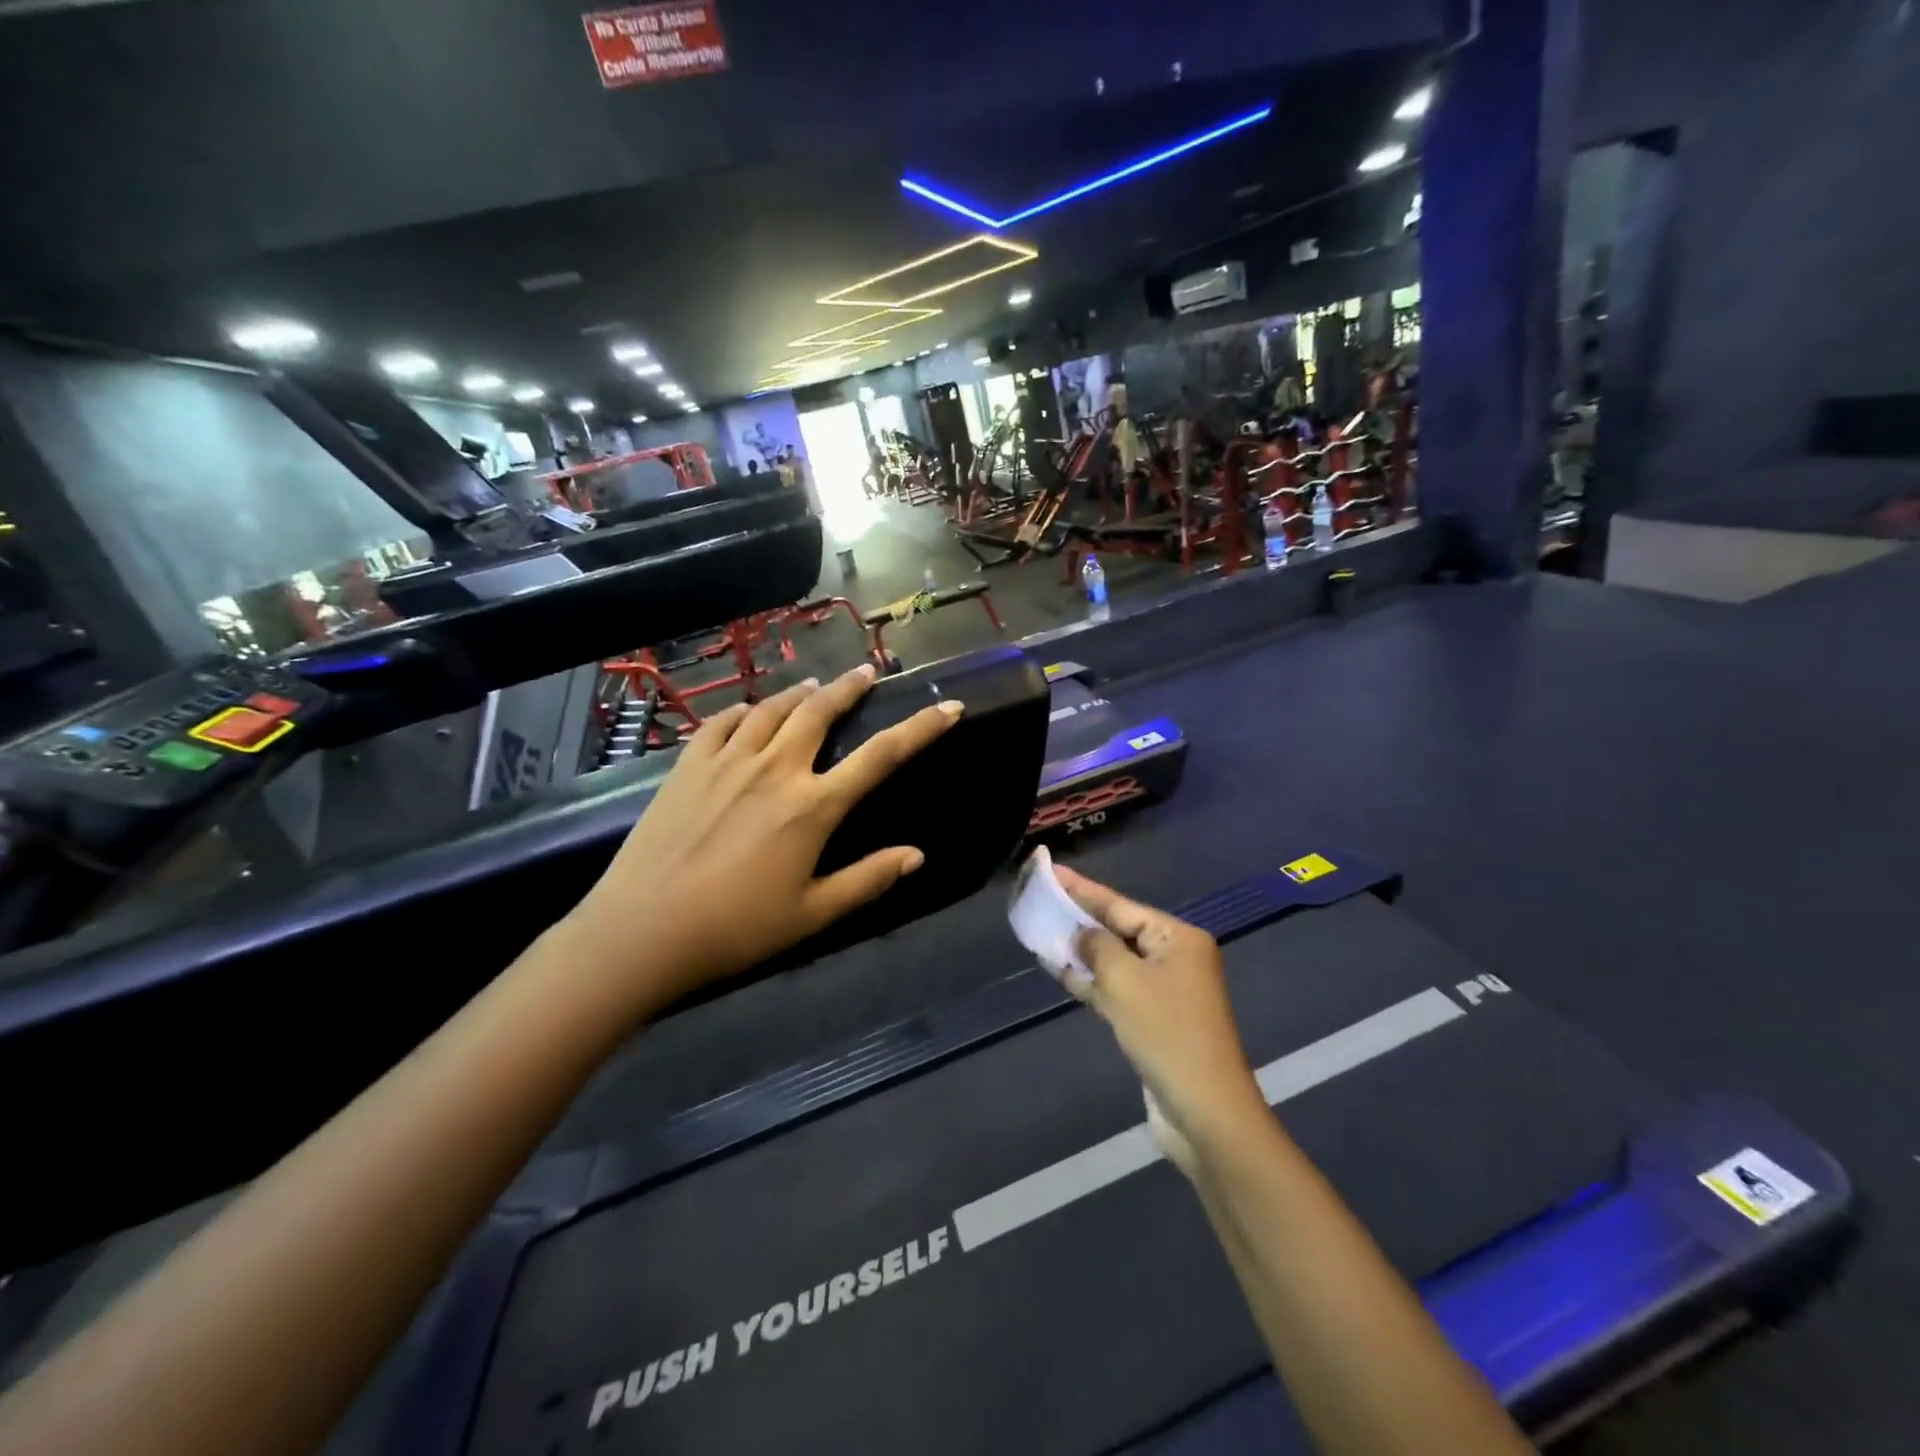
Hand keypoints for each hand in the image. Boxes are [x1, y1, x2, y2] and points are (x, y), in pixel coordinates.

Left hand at [566, 666, 962, 1014]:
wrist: (642, 931)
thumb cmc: (736, 929)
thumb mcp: (812, 914)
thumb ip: (867, 879)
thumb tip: (916, 856)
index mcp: (813, 807)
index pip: (881, 757)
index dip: (921, 729)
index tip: (948, 707)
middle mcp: (775, 769)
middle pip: (820, 713)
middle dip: (850, 688)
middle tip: (867, 672)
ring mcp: (727, 762)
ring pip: (772, 709)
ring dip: (799, 693)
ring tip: (814, 686)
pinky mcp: (688, 766)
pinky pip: (721, 722)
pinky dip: (743, 710)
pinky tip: (749, 711)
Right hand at [1055, 866, 1266, 1170]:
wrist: (1204, 1112)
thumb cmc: (1167, 1034)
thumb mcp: (1125, 981)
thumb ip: (1097, 947)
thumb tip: (1081, 933)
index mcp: (1178, 938)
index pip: (1121, 905)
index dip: (1083, 889)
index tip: (1052, 871)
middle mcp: (1175, 957)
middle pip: (1119, 930)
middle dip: (1081, 919)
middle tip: (1042, 899)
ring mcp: (1166, 990)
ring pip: (1115, 961)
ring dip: (1082, 952)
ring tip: (1042, 932)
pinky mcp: (1154, 1020)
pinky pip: (1117, 989)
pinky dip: (1091, 981)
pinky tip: (1060, 972)